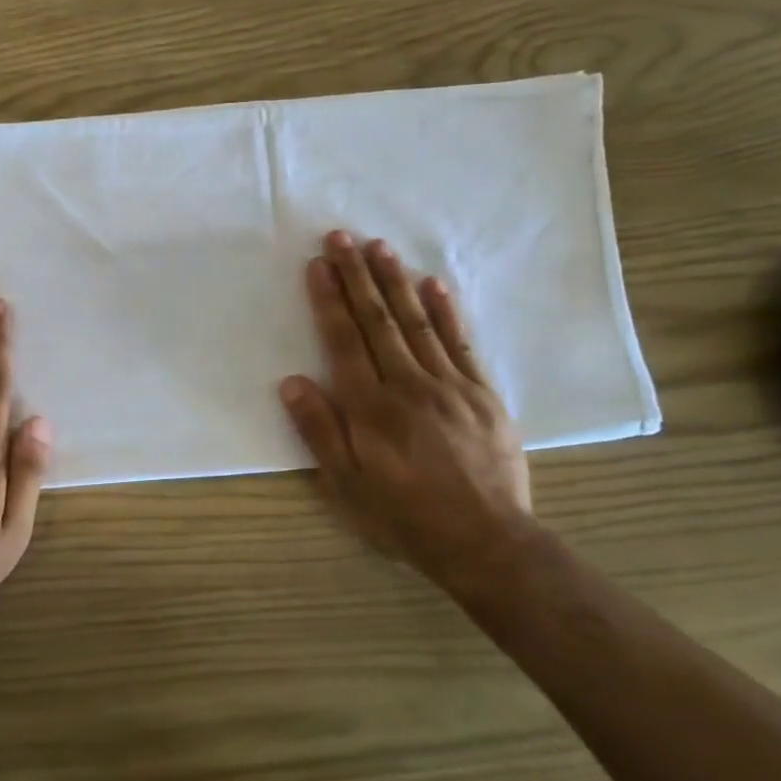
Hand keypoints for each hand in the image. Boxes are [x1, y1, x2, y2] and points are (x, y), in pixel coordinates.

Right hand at [279, 231, 534, 589]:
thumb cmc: (406, 517)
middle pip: (378, 320)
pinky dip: (445, 311)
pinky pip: (460, 343)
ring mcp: (450, 385)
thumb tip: (292, 381)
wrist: (488, 542)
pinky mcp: (482, 393)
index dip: (329, 300)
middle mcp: (409, 385)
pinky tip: (433, 283)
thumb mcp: (348, 487)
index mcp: (372, 408)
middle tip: (342, 237)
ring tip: (379, 247)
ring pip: (417, 322)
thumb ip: (320, 431)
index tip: (318, 264)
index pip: (345, 341)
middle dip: (357, 276)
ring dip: (396, 281)